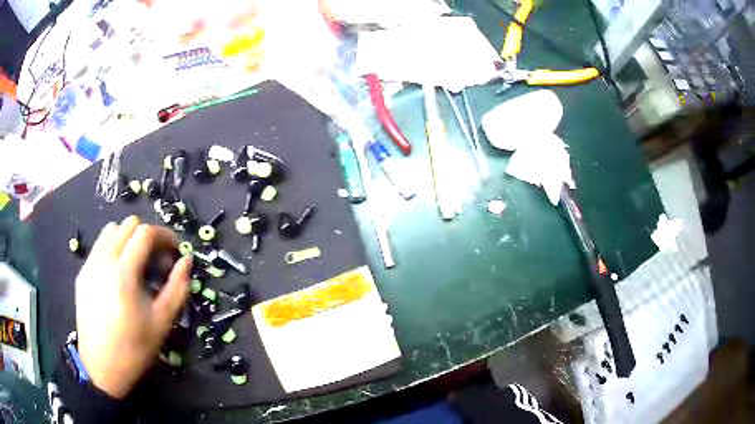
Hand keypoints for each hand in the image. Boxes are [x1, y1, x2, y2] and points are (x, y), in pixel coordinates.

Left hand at [75, 216, 192, 398]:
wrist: (101, 367)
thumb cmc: (134, 348)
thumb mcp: (162, 322)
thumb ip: (177, 287)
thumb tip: (186, 259)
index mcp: (123, 273)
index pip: (145, 233)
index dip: (164, 235)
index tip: (174, 250)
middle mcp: (103, 260)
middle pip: (128, 224)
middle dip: (147, 236)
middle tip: (156, 260)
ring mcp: (90, 264)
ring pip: (111, 231)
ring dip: (128, 239)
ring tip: (136, 264)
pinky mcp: (82, 273)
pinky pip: (99, 246)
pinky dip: (114, 249)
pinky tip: (119, 276)